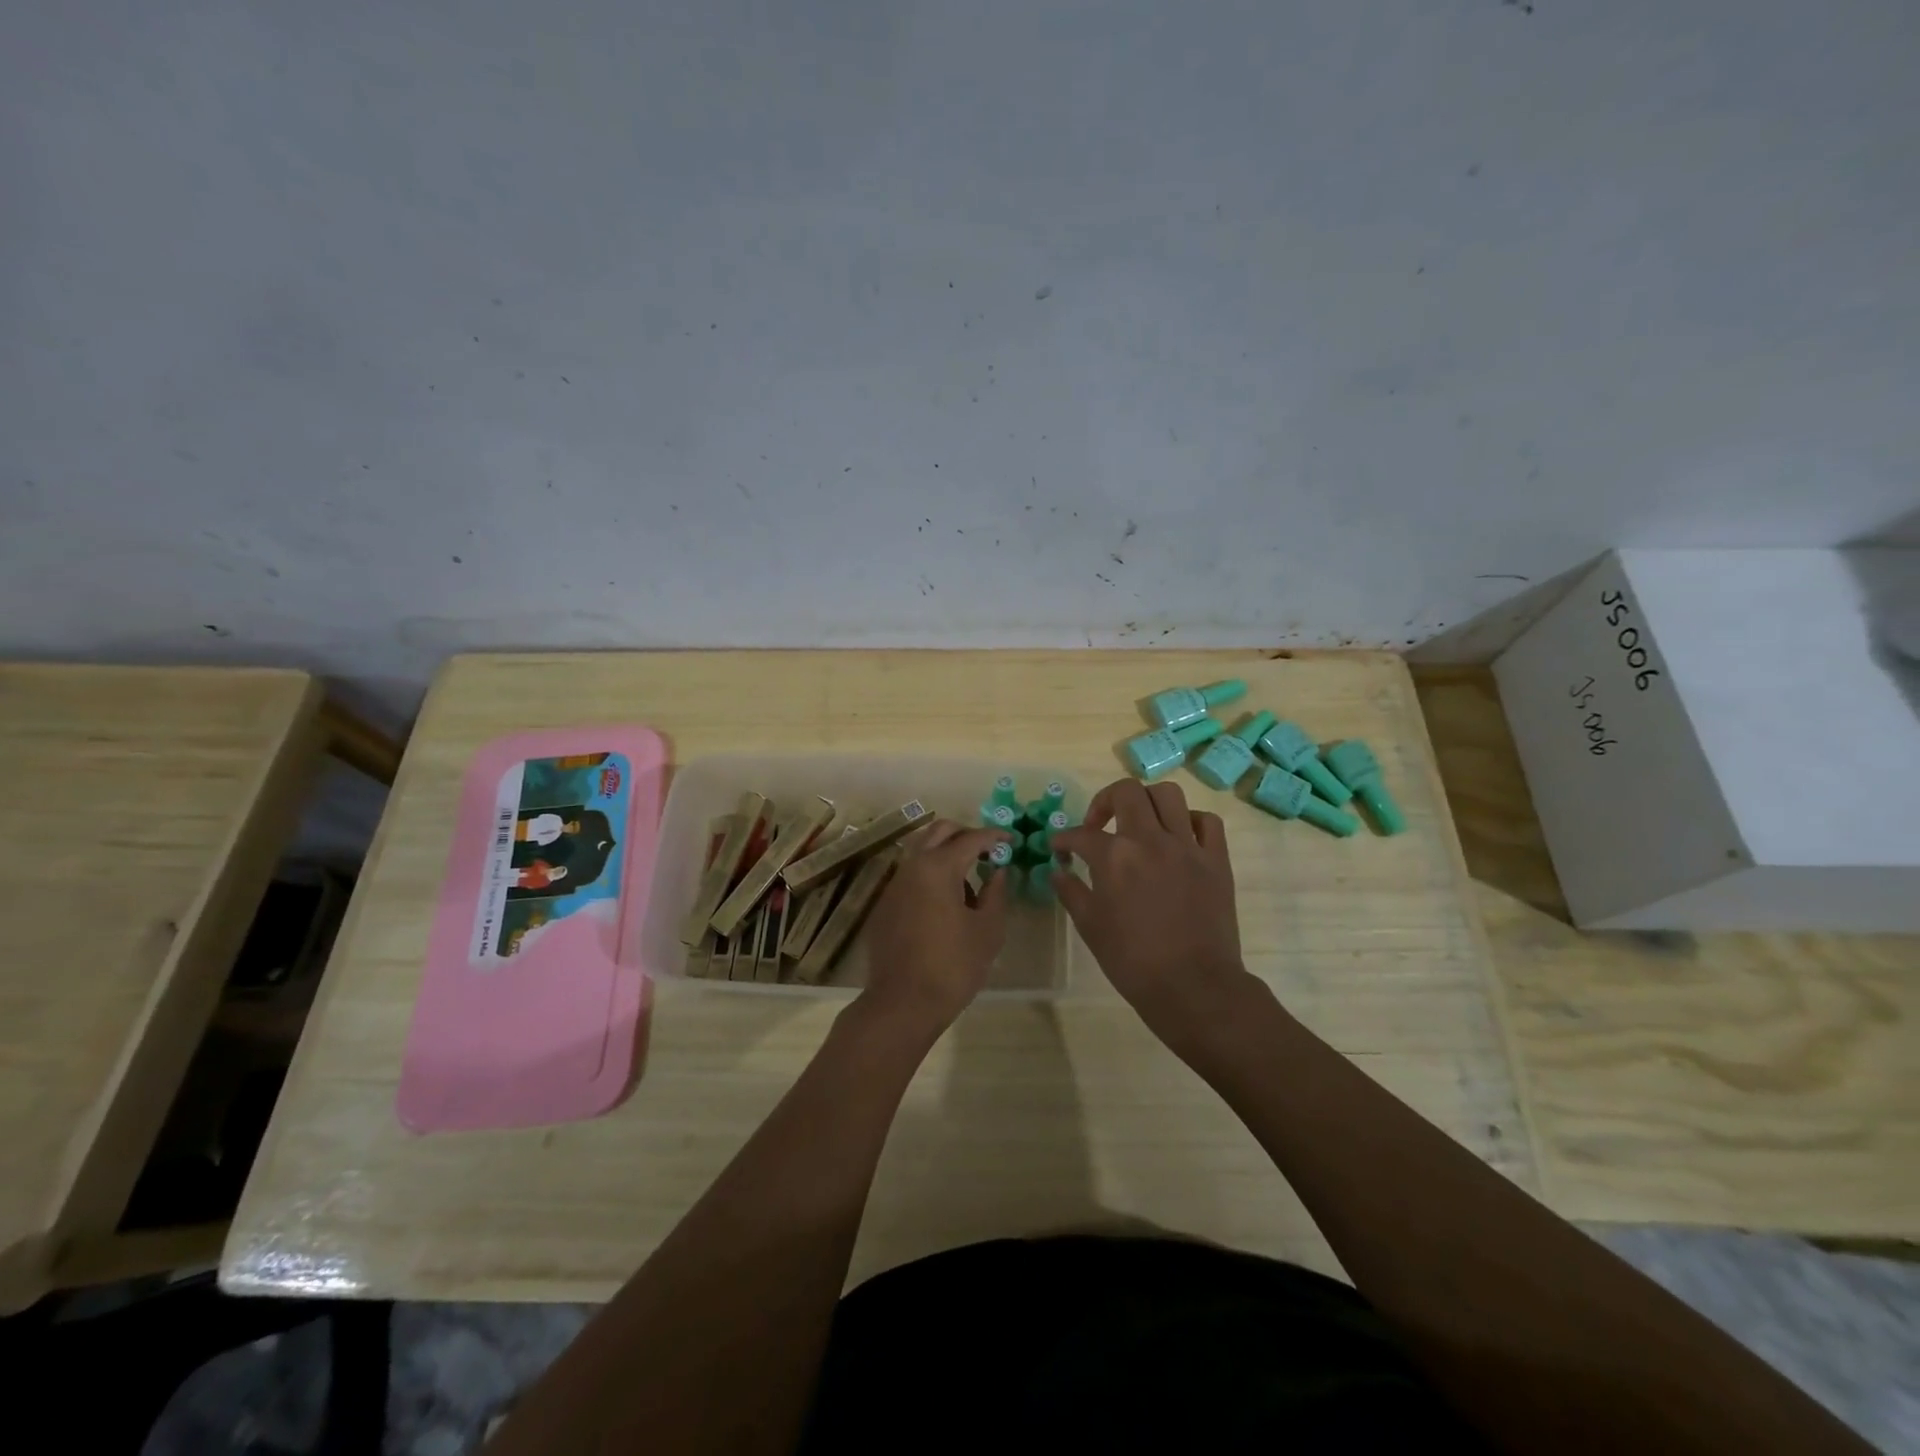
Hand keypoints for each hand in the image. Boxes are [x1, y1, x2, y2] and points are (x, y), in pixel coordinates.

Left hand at [857, 819, 1011, 1035]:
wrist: (902, 1002)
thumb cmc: (953, 966)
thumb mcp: (987, 930)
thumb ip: (996, 893)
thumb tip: (997, 870)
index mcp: (938, 867)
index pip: (971, 838)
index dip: (994, 836)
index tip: (1012, 840)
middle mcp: (912, 866)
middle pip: (940, 831)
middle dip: (966, 833)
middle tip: (989, 850)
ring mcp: (895, 883)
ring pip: (922, 849)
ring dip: (947, 852)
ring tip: (971, 880)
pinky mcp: (886, 902)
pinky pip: (912, 873)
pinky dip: (932, 873)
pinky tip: (947, 901)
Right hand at [1050, 779, 1256, 1045]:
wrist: (1193, 986)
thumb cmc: (1133, 961)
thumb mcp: (1091, 927)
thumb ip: (1071, 892)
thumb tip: (1058, 871)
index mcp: (1114, 857)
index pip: (1081, 834)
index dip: (1064, 839)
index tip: (1060, 849)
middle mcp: (1150, 840)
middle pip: (1126, 791)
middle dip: (1105, 801)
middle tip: (1099, 825)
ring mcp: (1187, 846)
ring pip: (1168, 795)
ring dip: (1147, 802)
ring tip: (1140, 823)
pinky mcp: (1216, 860)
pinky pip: (1207, 822)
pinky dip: (1190, 822)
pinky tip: (1179, 838)